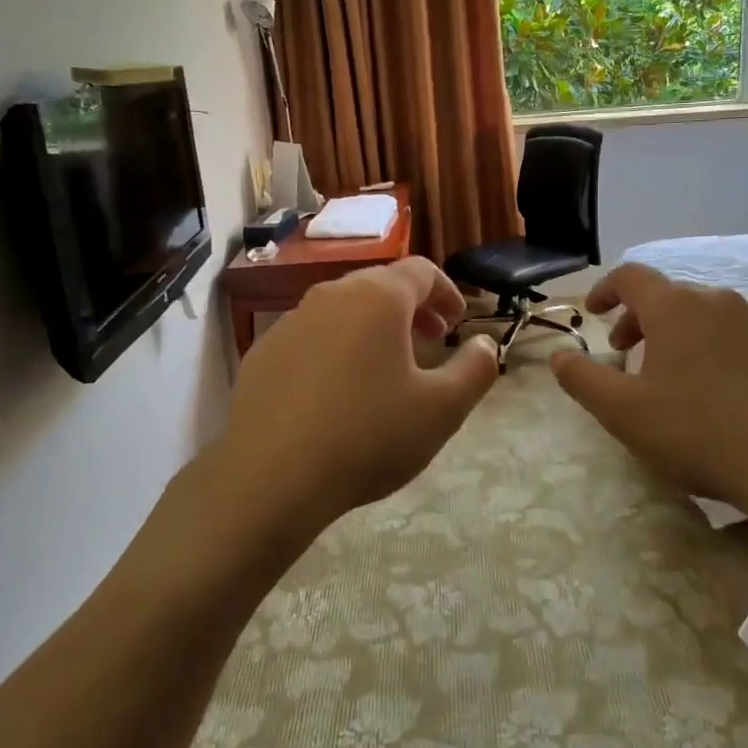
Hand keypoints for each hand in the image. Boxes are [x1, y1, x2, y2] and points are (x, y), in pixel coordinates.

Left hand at [197, 257, 498, 540]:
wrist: (270, 477)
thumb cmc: (368, 435)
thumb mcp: (441, 409)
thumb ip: (475, 369)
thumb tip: (485, 344)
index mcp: (377, 297)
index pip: (421, 271)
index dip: (447, 292)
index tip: (458, 324)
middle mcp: (331, 295)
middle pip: (380, 286)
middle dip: (412, 309)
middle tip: (431, 341)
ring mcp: (290, 322)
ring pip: (343, 310)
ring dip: (373, 328)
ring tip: (387, 368)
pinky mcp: (263, 353)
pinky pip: (312, 337)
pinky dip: (336, 348)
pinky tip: (338, 392)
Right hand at [549, 263, 747, 539]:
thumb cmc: (698, 433)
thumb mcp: (623, 412)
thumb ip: (582, 379)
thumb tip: (559, 357)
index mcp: (676, 307)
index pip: (630, 276)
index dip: (604, 290)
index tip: (592, 314)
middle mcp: (717, 302)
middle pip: (666, 294)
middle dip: (636, 318)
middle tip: (622, 352)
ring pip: (699, 314)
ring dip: (671, 334)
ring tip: (664, 375)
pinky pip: (729, 334)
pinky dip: (704, 347)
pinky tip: (708, 391)